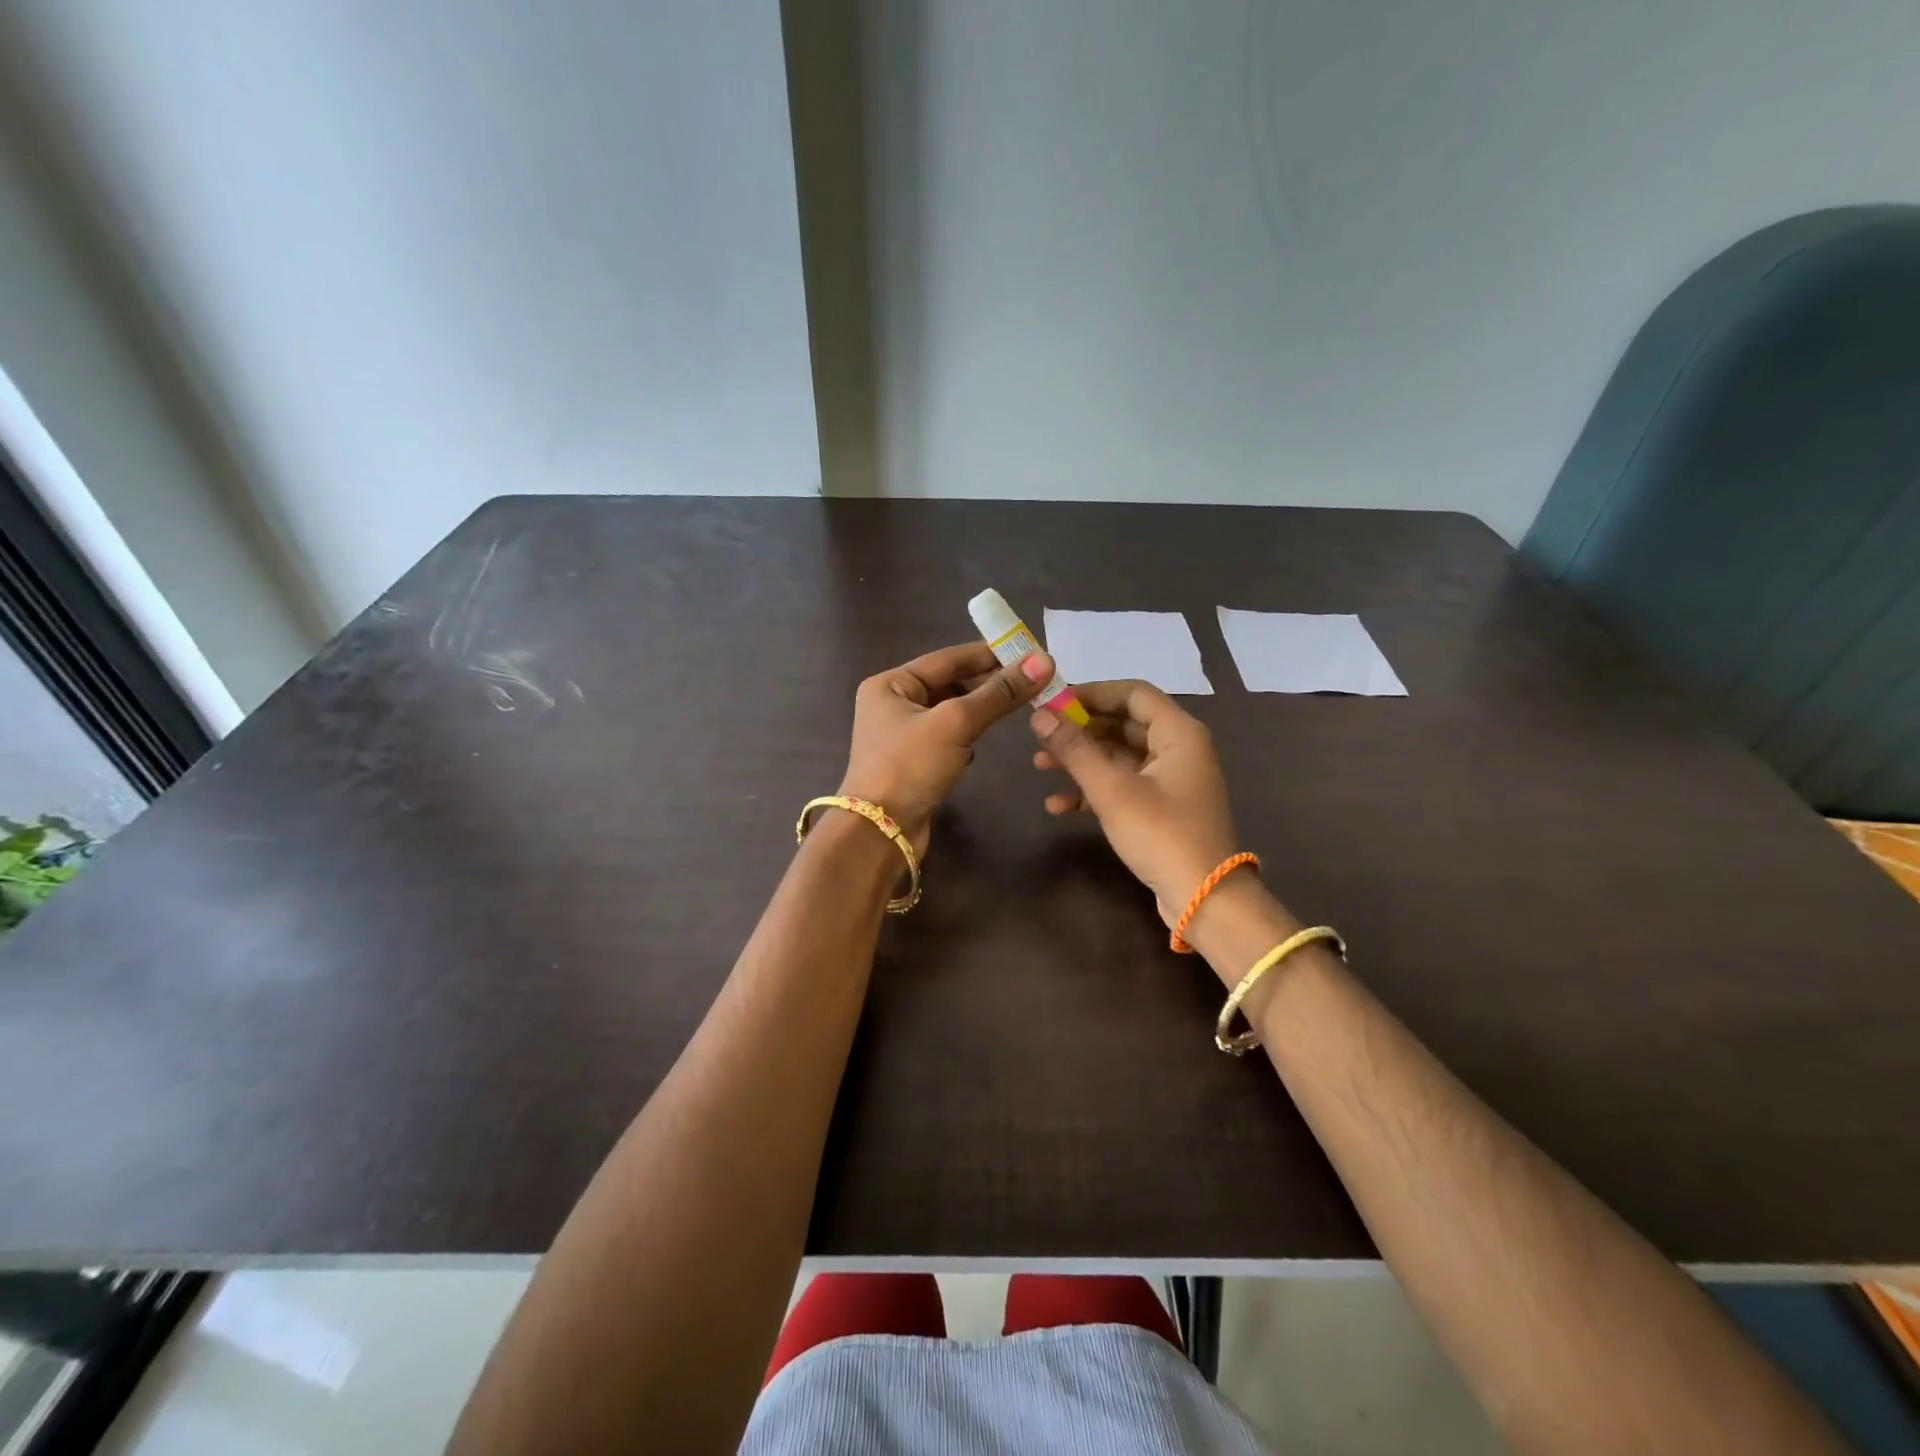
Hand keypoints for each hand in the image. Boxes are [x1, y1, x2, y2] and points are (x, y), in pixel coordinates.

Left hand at [840, 643, 1054, 853]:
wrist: (880, 833)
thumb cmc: (910, 766)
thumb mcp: (955, 722)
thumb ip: (999, 693)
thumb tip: (1044, 660)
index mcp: (890, 684)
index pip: (947, 658)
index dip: (988, 654)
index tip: (1029, 652)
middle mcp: (892, 704)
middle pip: (949, 683)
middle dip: (987, 683)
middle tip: (1032, 682)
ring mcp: (902, 736)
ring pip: (950, 712)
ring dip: (979, 710)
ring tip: (1015, 707)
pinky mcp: (913, 763)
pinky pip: (948, 738)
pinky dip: (967, 737)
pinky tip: (980, 745)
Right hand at [1030, 681, 1239, 926]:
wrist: (1203, 898)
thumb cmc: (1161, 833)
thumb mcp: (1112, 789)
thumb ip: (1074, 749)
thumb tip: (1040, 716)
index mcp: (1178, 732)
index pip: (1132, 693)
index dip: (1091, 692)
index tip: (1053, 702)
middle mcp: (1177, 749)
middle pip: (1122, 724)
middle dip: (1079, 730)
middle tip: (1040, 736)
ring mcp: (1169, 780)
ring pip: (1118, 756)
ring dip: (1080, 760)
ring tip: (1040, 766)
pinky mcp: (1160, 808)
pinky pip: (1122, 785)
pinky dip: (1092, 790)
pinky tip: (1058, 805)